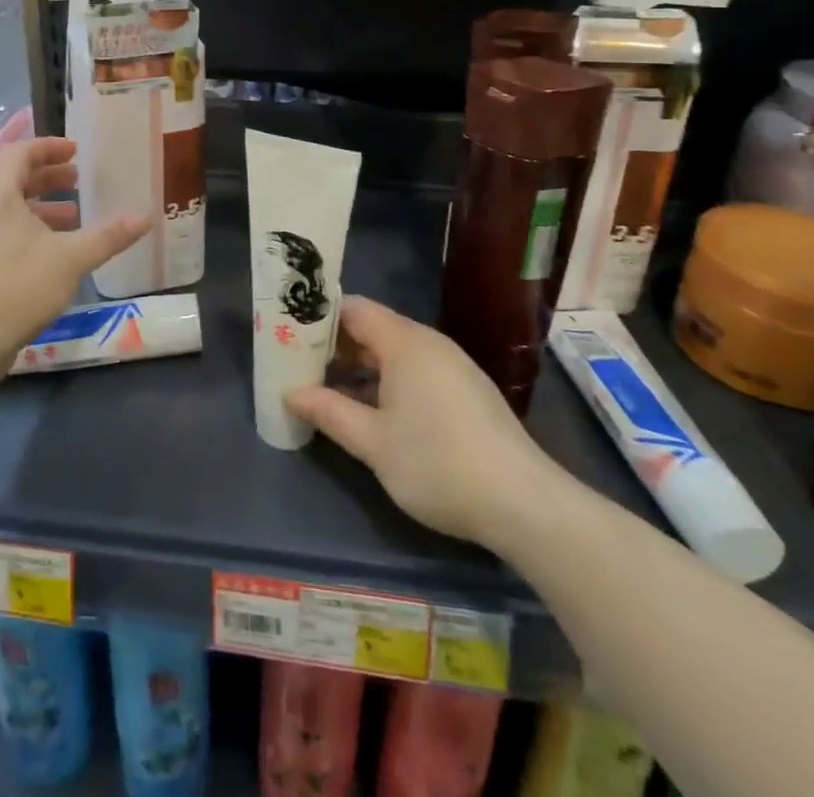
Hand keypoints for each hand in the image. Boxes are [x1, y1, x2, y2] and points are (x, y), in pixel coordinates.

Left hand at [0, 136, 146, 376]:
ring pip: (12, 209)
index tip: (77, 152)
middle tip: (80, 181)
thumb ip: (108, 236)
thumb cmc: (17, 284)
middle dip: (49, 176)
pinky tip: (59, 253)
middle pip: (15, 179)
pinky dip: (35, 231)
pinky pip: (9, 233)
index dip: (48, 147)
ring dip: (44, 207)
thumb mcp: (71, 258)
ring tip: (76, 216)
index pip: (19, 152)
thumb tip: (145, 217)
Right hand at [286, 296, 564, 550]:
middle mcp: (429, 344)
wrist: (524, 504)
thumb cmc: (437, 463)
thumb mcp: (373, 442)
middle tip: (299, 364)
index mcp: (405, 343)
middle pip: (373, 329)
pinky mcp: (467, 392)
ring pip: (394, 353)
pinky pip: (415, 372)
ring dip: (360, 368)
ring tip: (326, 389)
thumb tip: (290, 393)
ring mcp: (452, 367)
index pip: (353, 309)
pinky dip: (387, 381)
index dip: (319, 317)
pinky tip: (371, 412)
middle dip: (335, 346)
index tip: (290, 333)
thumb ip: (328, 412)